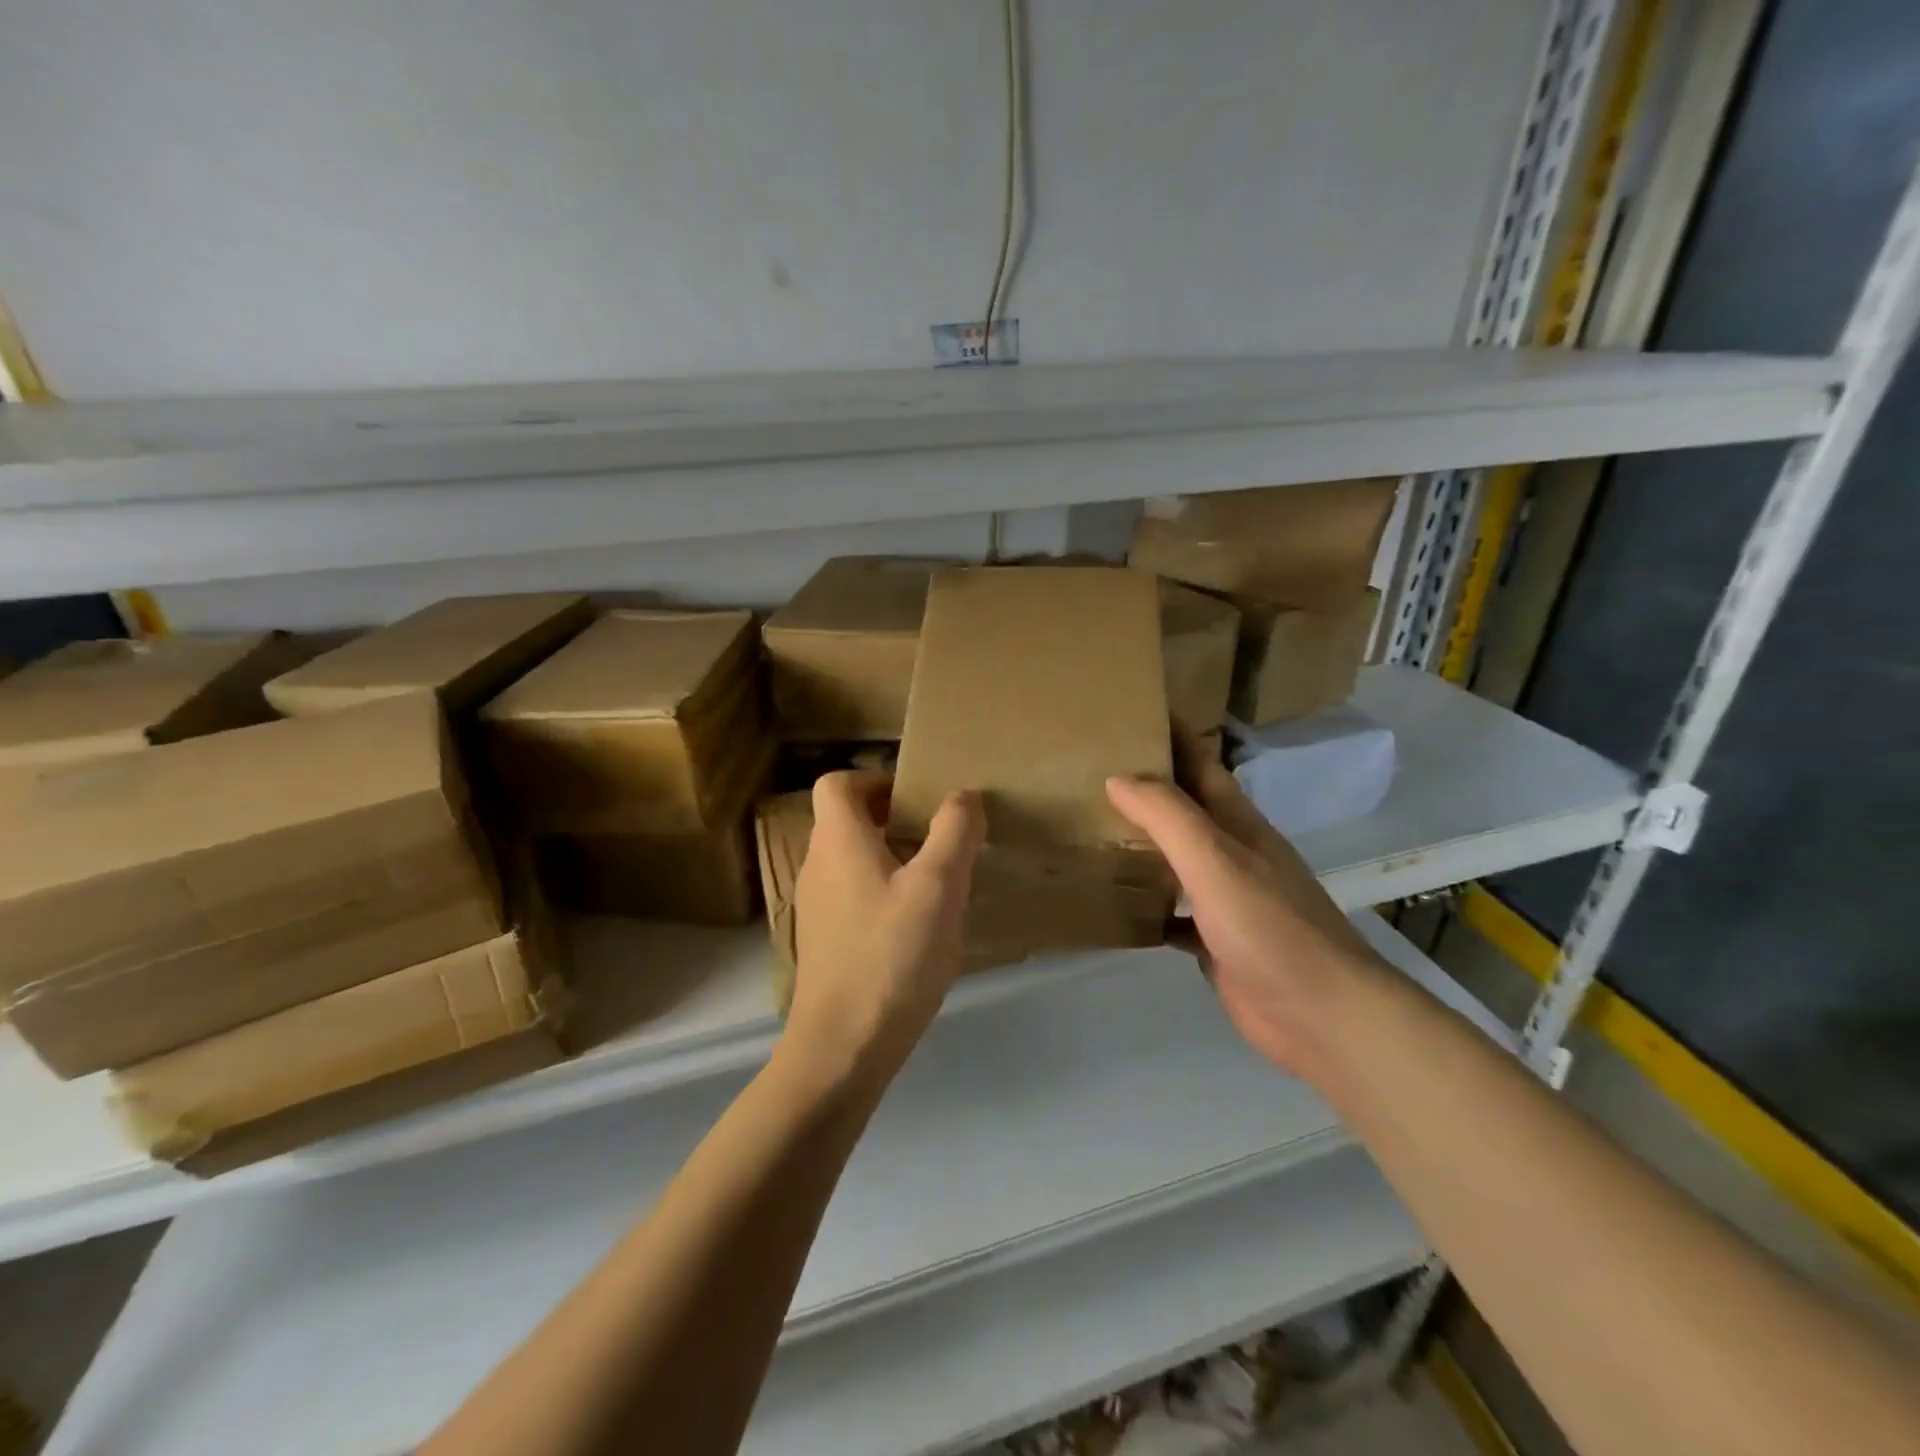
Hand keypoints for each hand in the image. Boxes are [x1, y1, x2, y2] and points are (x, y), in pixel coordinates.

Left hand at [786, 771, 985, 1087]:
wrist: (843, 1045)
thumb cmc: (891, 955)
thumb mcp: (938, 887)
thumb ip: (954, 832)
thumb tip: (963, 795)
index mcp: (838, 841)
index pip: (836, 783)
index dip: (874, 779)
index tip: (916, 798)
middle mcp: (817, 865)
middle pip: (846, 820)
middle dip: (893, 818)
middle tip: (938, 837)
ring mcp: (816, 905)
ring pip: (851, 859)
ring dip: (891, 856)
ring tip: (936, 880)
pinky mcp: (824, 939)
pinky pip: (852, 894)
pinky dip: (882, 891)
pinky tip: (916, 924)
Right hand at [1105, 738, 1382, 1078]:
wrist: (1322, 1014)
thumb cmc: (1270, 927)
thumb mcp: (1216, 860)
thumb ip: (1168, 816)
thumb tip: (1118, 776)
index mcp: (1237, 824)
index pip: (1201, 765)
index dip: (1171, 736)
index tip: (1130, 712)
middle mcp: (1232, 853)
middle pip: (1185, 809)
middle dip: (1146, 787)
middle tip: (1090, 771)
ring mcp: (1226, 898)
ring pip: (1177, 858)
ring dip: (1144, 844)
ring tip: (1093, 830)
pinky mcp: (1216, 941)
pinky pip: (1175, 912)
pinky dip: (1149, 904)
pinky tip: (1119, 906)